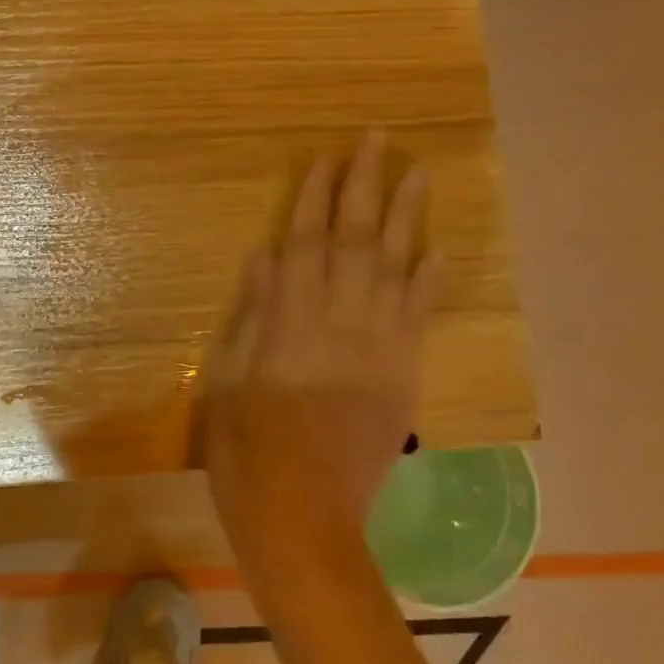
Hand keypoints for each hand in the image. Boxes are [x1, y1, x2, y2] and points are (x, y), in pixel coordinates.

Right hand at [201, 132, 439, 559]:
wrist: (305, 523)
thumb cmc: (248, 457)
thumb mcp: (229, 384)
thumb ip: (251, 317)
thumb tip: (265, 259)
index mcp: (290, 328)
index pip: (306, 245)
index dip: (316, 198)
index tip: (327, 158)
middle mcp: (340, 328)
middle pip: (356, 243)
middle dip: (366, 187)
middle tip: (378, 140)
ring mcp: (379, 352)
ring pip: (395, 271)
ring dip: (406, 219)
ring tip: (417, 174)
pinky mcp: (402, 378)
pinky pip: (418, 320)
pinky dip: (427, 283)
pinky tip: (434, 252)